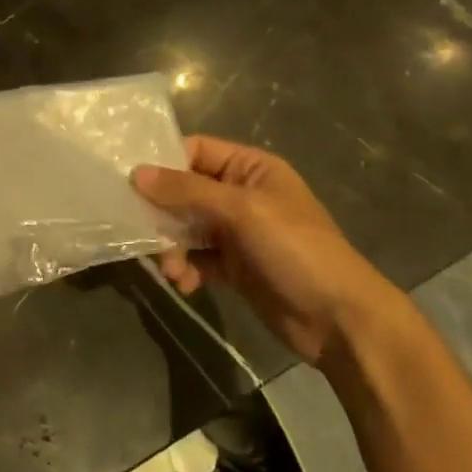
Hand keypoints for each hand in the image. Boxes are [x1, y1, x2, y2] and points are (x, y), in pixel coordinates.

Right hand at [133, 136, 392, 365]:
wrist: (340, 320)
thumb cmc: (295, 249)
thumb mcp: (241, 211)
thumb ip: (187, 191)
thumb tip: (136, 173)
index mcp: (250, 168)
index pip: (196, 151)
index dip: (164, 163)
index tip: (131, 182)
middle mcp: (241, 195)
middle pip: (185, 191)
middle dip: (163, 212)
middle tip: (142, 231)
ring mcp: (237, 232)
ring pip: (187, 227)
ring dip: (171, 246)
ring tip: (171, 268)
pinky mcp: (234, 267)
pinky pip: (196, 258)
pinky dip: (185, 268)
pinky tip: (185, 283)